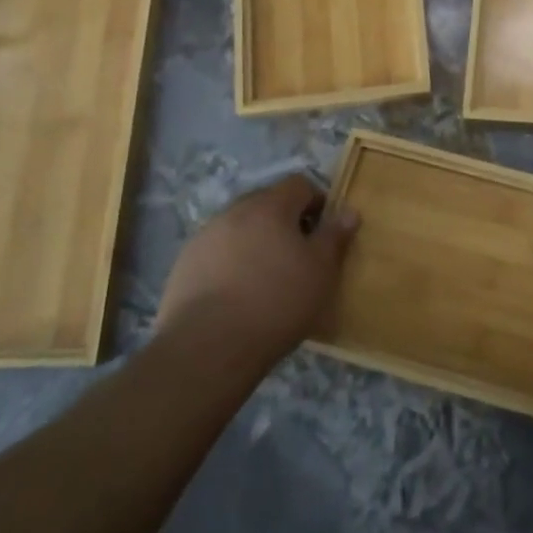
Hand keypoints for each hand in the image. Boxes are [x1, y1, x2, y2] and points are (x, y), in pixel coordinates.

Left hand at [156, 174, 357, 361]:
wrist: (207, 348)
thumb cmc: (277, 302)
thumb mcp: (321, 270)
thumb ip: (335, 236)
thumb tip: (349, 211)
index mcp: (270, 206)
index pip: (300, 184)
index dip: (317, 203)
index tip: (324, 232)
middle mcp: (234, 212)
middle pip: (267, 203)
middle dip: (285, 222)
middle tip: (298, 256)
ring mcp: (204, 238)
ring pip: (239, 229)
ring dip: (256, 242)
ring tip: (266, 278)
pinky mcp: (183, 266)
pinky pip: (216, 253)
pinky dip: (230, 264)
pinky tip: (237, 295)